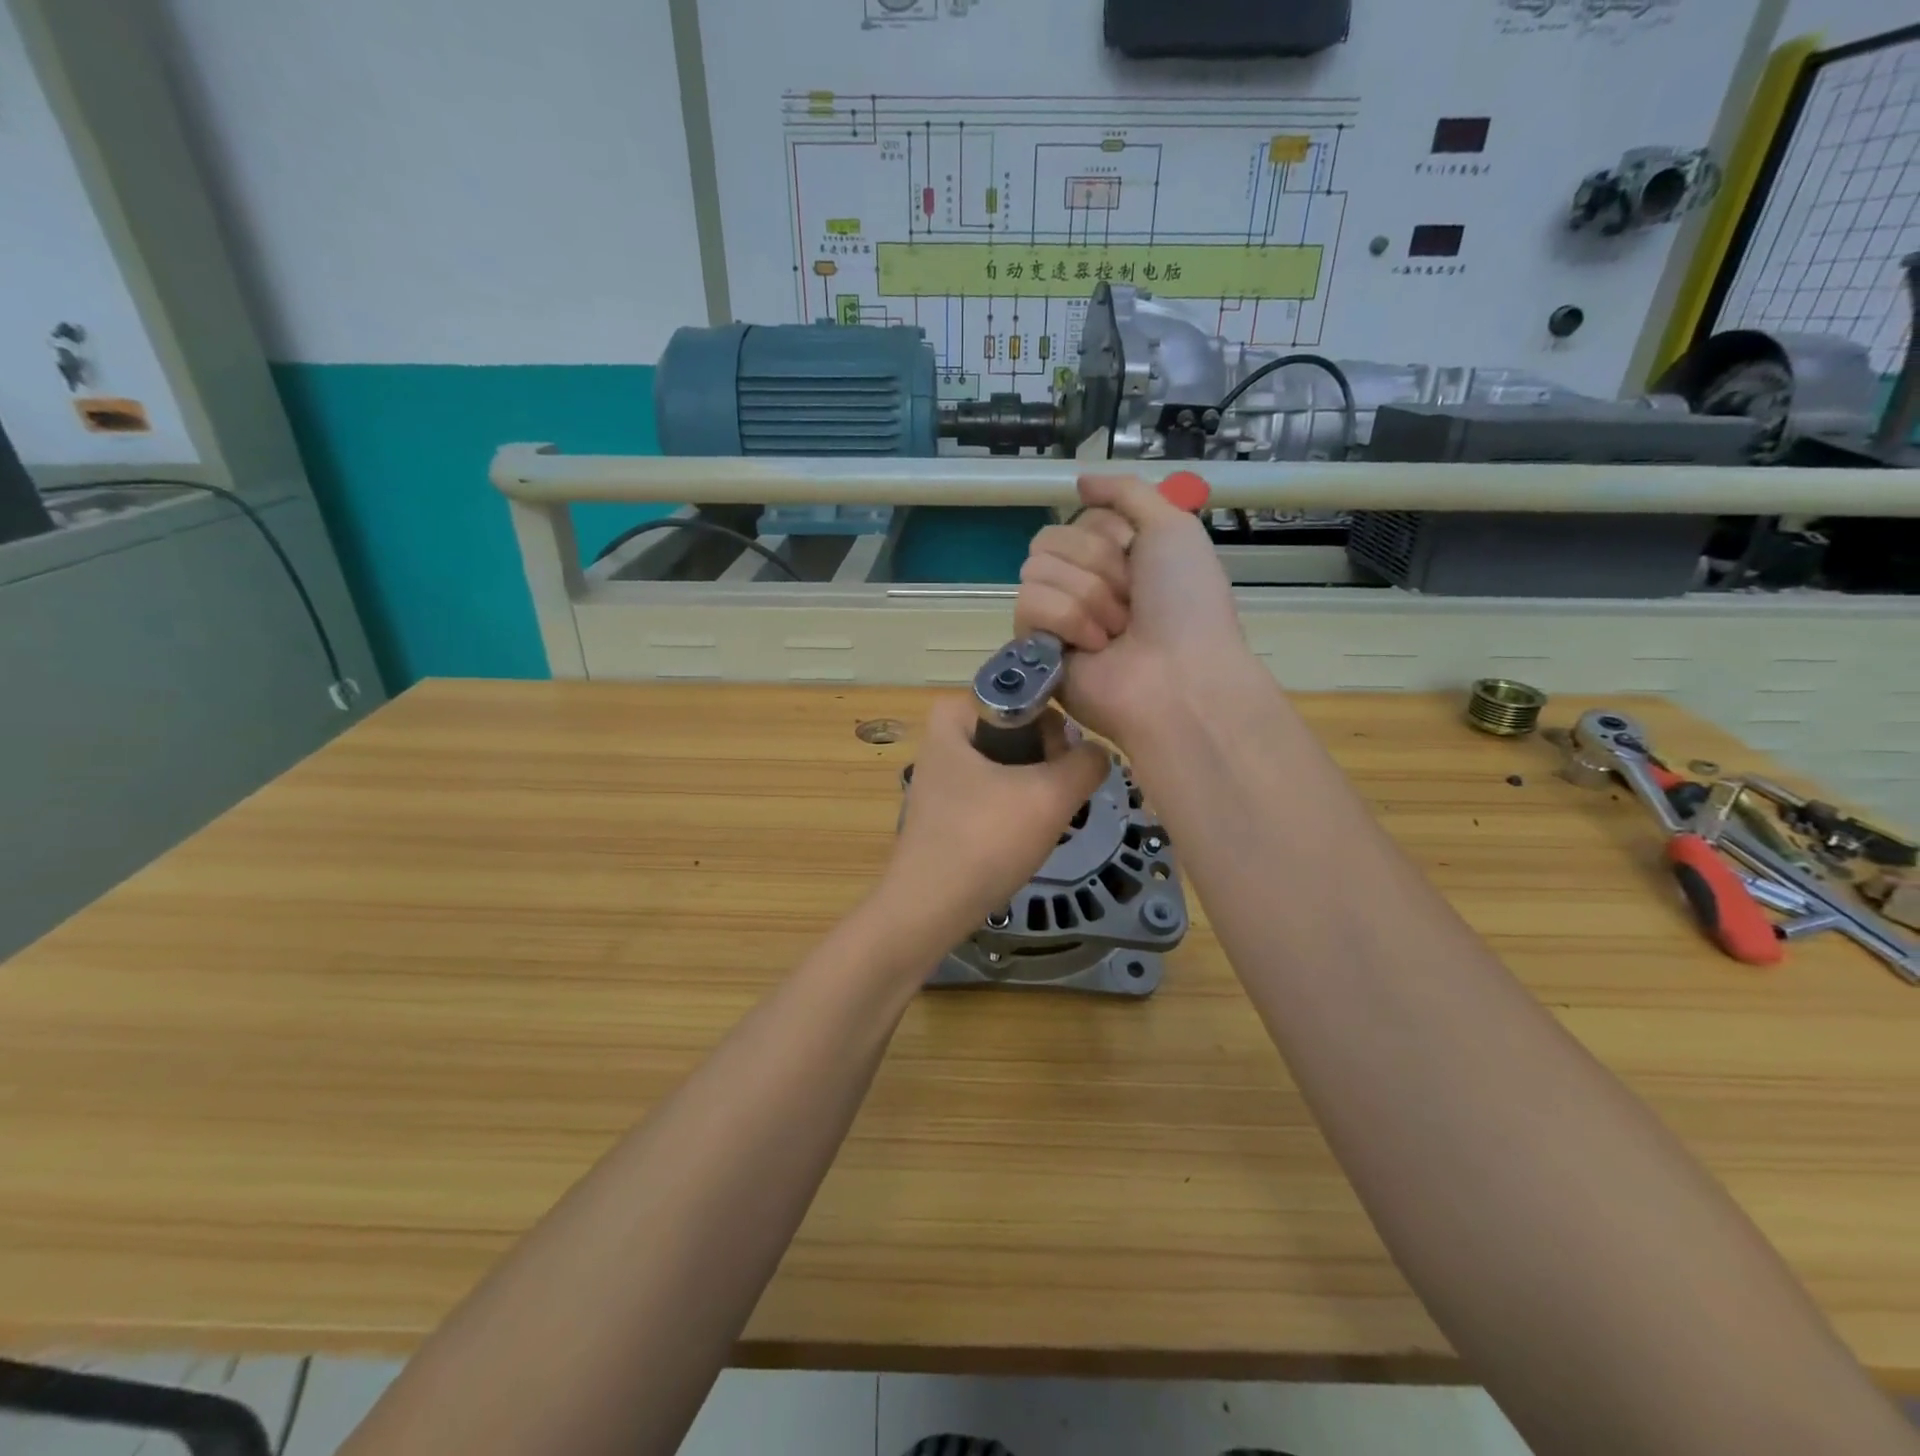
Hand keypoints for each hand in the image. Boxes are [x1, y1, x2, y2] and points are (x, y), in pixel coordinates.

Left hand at [883, 696, 1107, 953]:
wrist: (930, 909)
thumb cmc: (985, 840)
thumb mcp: (1050, 796)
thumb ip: (1087, 763)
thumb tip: (1098, 754)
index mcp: (955, 712)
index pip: (1029, 697)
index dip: (1057, 729)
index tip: (1066, 767)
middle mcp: (944, 734)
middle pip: (1023, 732)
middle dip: (1048, 765)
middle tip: (1055, 802)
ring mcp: (944, 772)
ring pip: (1014, 766)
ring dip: (1037, 792)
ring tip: (1041, 823)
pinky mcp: (948, 806)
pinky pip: (998, 792)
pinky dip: (1017, 811)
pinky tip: (1022, 838)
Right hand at [1014, 474, 1247, 741]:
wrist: (1180, 678)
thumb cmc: (1186, 604)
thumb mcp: (1173, 527)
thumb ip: (1127, 492)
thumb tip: (1079, 480)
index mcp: (1113, 559)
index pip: (1077, 519)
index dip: (1107, 534)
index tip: (1137, 559)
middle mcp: (1081, 585)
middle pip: (1050, 540)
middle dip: (1097, 566)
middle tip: (1130, 601)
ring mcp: (1055, 618)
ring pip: (1036, 569)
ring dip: (1088, 596)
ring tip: (1116, 632)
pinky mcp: (1035, 648)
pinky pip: (1028, 604)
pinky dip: (1067, 620)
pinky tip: (1094, 647)